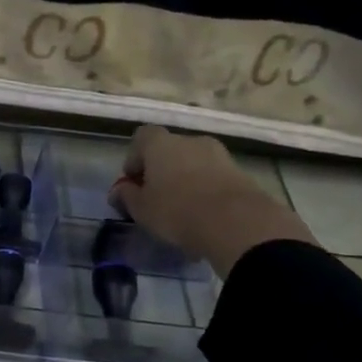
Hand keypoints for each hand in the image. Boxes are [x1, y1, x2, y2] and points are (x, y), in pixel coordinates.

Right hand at [109, 126, 314, 274]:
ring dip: (186, 178)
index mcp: (161, 144)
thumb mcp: (141, 209)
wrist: (238, 224)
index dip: (135, 158)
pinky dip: (206, 188)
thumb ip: (126, 196)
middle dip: (161, 169)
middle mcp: (190, 140)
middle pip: (169, 149)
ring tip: (183, 207)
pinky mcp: (241, 172)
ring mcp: (219, 155)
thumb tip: (120, 190)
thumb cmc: (176, 211)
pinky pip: (214, 176)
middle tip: (157, 196)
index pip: (141, 137)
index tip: (134, 181)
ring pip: (194, 162)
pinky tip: (204, 213)